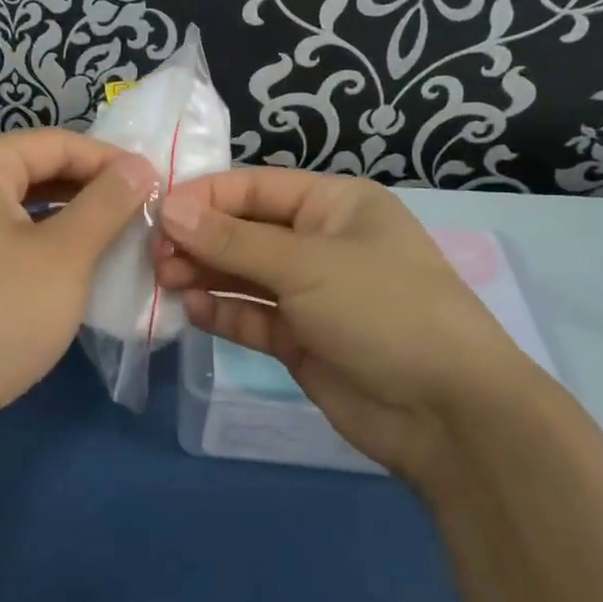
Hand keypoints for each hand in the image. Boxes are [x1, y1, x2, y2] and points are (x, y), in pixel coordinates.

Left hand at [0, 130, 156, 452]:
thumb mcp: (64, 257)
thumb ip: (106, 203)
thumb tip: (140, 165)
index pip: (56, 143)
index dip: (111, 160)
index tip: (159, 184)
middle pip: (35, 169)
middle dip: (91, 189)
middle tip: (145, 212)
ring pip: (20, 205)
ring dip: (70, 217)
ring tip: (119, 236)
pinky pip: (2, 235)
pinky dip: (41, 242)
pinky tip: (75, 263)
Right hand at [156, 168, 545, 476]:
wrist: (448, 413)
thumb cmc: (382, 309)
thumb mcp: (306, 264)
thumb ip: (232, 241)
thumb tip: (170, 209)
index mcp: (335, 204)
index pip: (256, 188)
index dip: (205, 196)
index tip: (157, 211)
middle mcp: (320, 242)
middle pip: (245, 231)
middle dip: (200, 238)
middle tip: (154, 254)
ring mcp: (311, 294)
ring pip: (244, 275)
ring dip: (204, 274)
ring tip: (163, 279)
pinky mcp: (301, 339)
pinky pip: (252, 317)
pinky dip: (223, 312)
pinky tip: (193, 309)